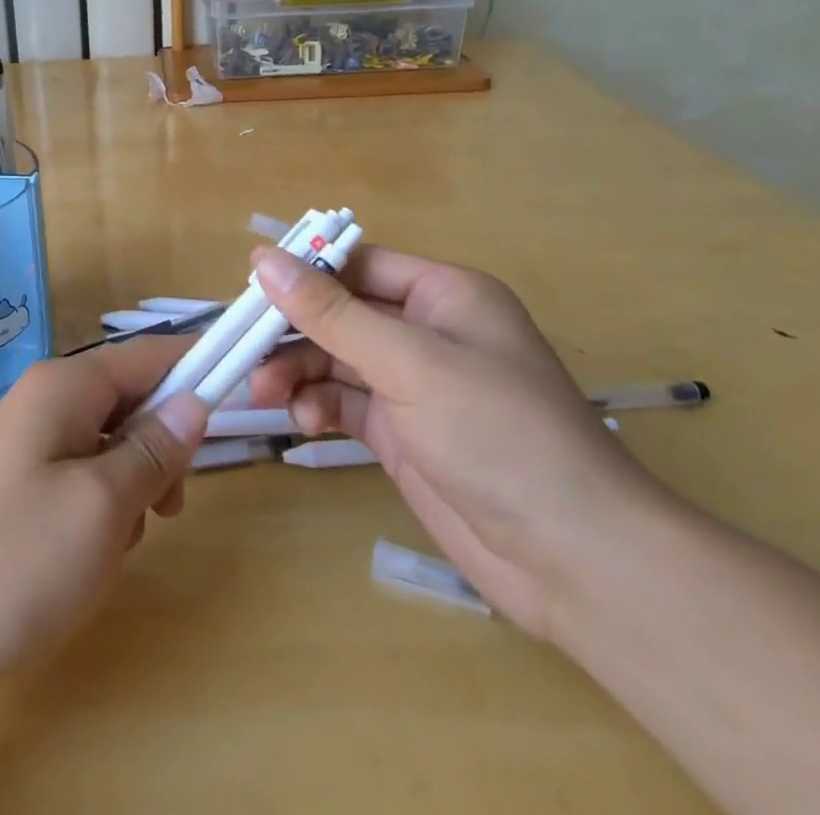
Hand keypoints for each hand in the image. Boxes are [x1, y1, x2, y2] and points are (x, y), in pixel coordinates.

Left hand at [0, 337, 209, 703]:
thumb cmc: (11, 561)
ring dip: (130, 490)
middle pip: (132, 401)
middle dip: (159, 451)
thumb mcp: (101, 507)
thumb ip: (154, 449)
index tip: (242, 393)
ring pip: (110, 446)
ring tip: (112, 546)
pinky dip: (99, 510)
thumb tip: (195, 400)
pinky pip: (81, 477)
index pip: (150, 355)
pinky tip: (83, 558)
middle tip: (166, 509)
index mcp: (66, 386)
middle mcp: (46, 399)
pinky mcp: (16, 482)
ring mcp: (27, 441)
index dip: (197, 368)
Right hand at [249, 244, 672, 637]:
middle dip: (294, 330)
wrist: (574, 562)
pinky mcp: (404, 434)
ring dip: (298, 370)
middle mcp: (428, 332)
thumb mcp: (408, 361)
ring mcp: (415, 386)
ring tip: (264, 393)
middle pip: (341, 313)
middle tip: (244, 349)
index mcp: (444, 294)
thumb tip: (263, 258)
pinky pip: (346, 402)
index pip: (359, 264)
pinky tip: (303, 422)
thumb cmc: (497, 432)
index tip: (250, 288)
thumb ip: (330, 311)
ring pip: (336, 359)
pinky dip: (318, 406)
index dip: (305, 271)